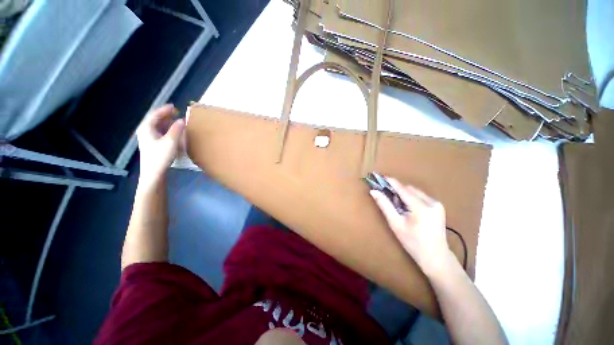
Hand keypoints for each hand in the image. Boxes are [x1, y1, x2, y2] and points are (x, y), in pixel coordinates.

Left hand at [136, 104, 184, 185]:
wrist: (153, 173)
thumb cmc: (161, 156)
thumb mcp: (171, 141)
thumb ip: (177, 129)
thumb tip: (182, 120)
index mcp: (147, 128)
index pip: (155, 115)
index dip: (165, 110)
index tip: (174, 106)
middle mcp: (145, 131)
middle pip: (155, 120)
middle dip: (166, 115)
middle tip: (176, 113)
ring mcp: (148, 139)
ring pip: (157, 127)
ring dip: (167, 123)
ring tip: (176, 121)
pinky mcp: (152, 145)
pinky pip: (159, 133)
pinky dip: (167, 130)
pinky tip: (173, 132)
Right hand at [370, 177, 452, 274]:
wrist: (436, 257)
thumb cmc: (413, 243)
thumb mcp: (396, 224)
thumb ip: (384, 205)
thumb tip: (373, 191)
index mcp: (421, 207)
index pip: (402, 189)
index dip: (390, 181)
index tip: (380, 176)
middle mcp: (431, 202)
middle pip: (409, 189)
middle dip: (397, 190)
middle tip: (386, 196)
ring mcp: (437, 204)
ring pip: (415, 192)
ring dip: (404, 194)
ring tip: (397, 206)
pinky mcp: (438, 207)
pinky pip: (420, 196)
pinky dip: (411, 198)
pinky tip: (407, 208)